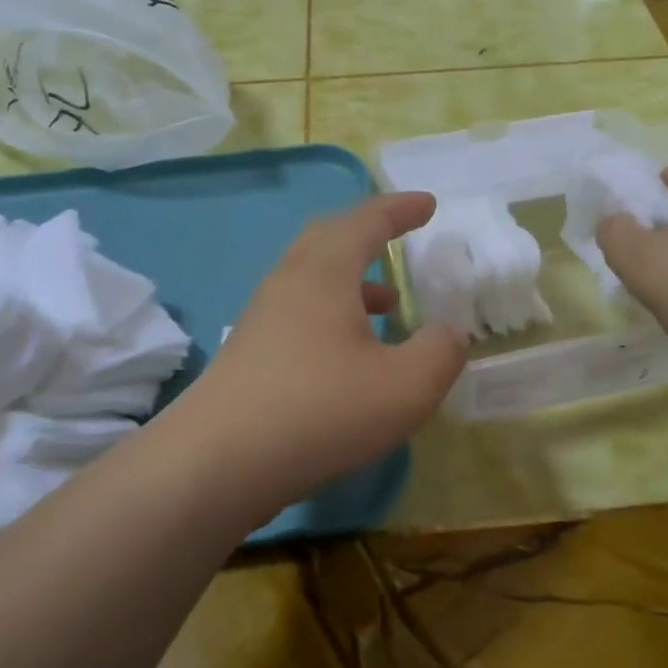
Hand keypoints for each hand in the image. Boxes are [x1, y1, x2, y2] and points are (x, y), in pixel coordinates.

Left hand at [177, 193, 467, 517]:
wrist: (217, 463)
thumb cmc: (320, 411)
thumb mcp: (406, 387)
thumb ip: (441, 353)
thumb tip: (449, 334)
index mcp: (325, 273)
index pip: (366, 221)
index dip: (400, 208)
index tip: (428, 204)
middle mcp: (288, 282)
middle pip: (328, 237)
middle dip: (367, 231)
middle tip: (398, 234)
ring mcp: (262, 318)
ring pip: (311, 277)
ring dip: (351, 278)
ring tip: (389, 302)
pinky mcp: (248, 353)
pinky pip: (298, 311)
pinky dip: (332, 312)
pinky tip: (349, 353)